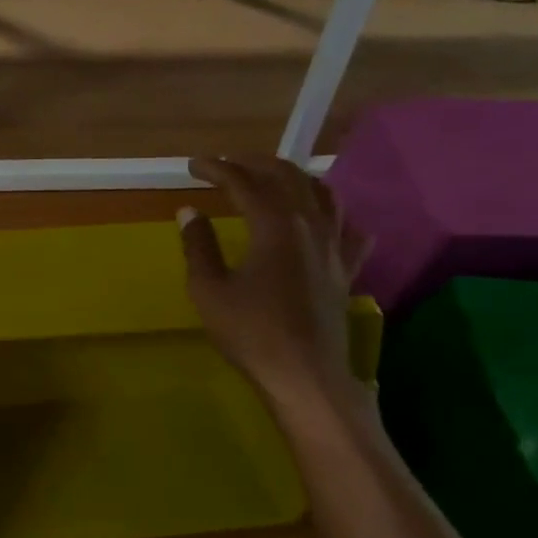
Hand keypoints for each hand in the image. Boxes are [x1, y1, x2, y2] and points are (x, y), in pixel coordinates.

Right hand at [179, 155, 371, 414]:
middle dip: (255, 163)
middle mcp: (310, 224)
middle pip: (287, 177)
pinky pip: (348, 231)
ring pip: (323, 194)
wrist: (304, 374)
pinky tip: (328, 221)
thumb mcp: (209, 290)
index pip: (244, 182)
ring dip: (295, 178)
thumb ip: (198, 246)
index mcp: (275, 225)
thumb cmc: (251, 333)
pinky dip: (335, 217)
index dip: (217, 169)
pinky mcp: (345, 271)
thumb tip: (189, 212)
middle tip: (229, 163)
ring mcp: (334, 247)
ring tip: (275, 179)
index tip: (194, 166)